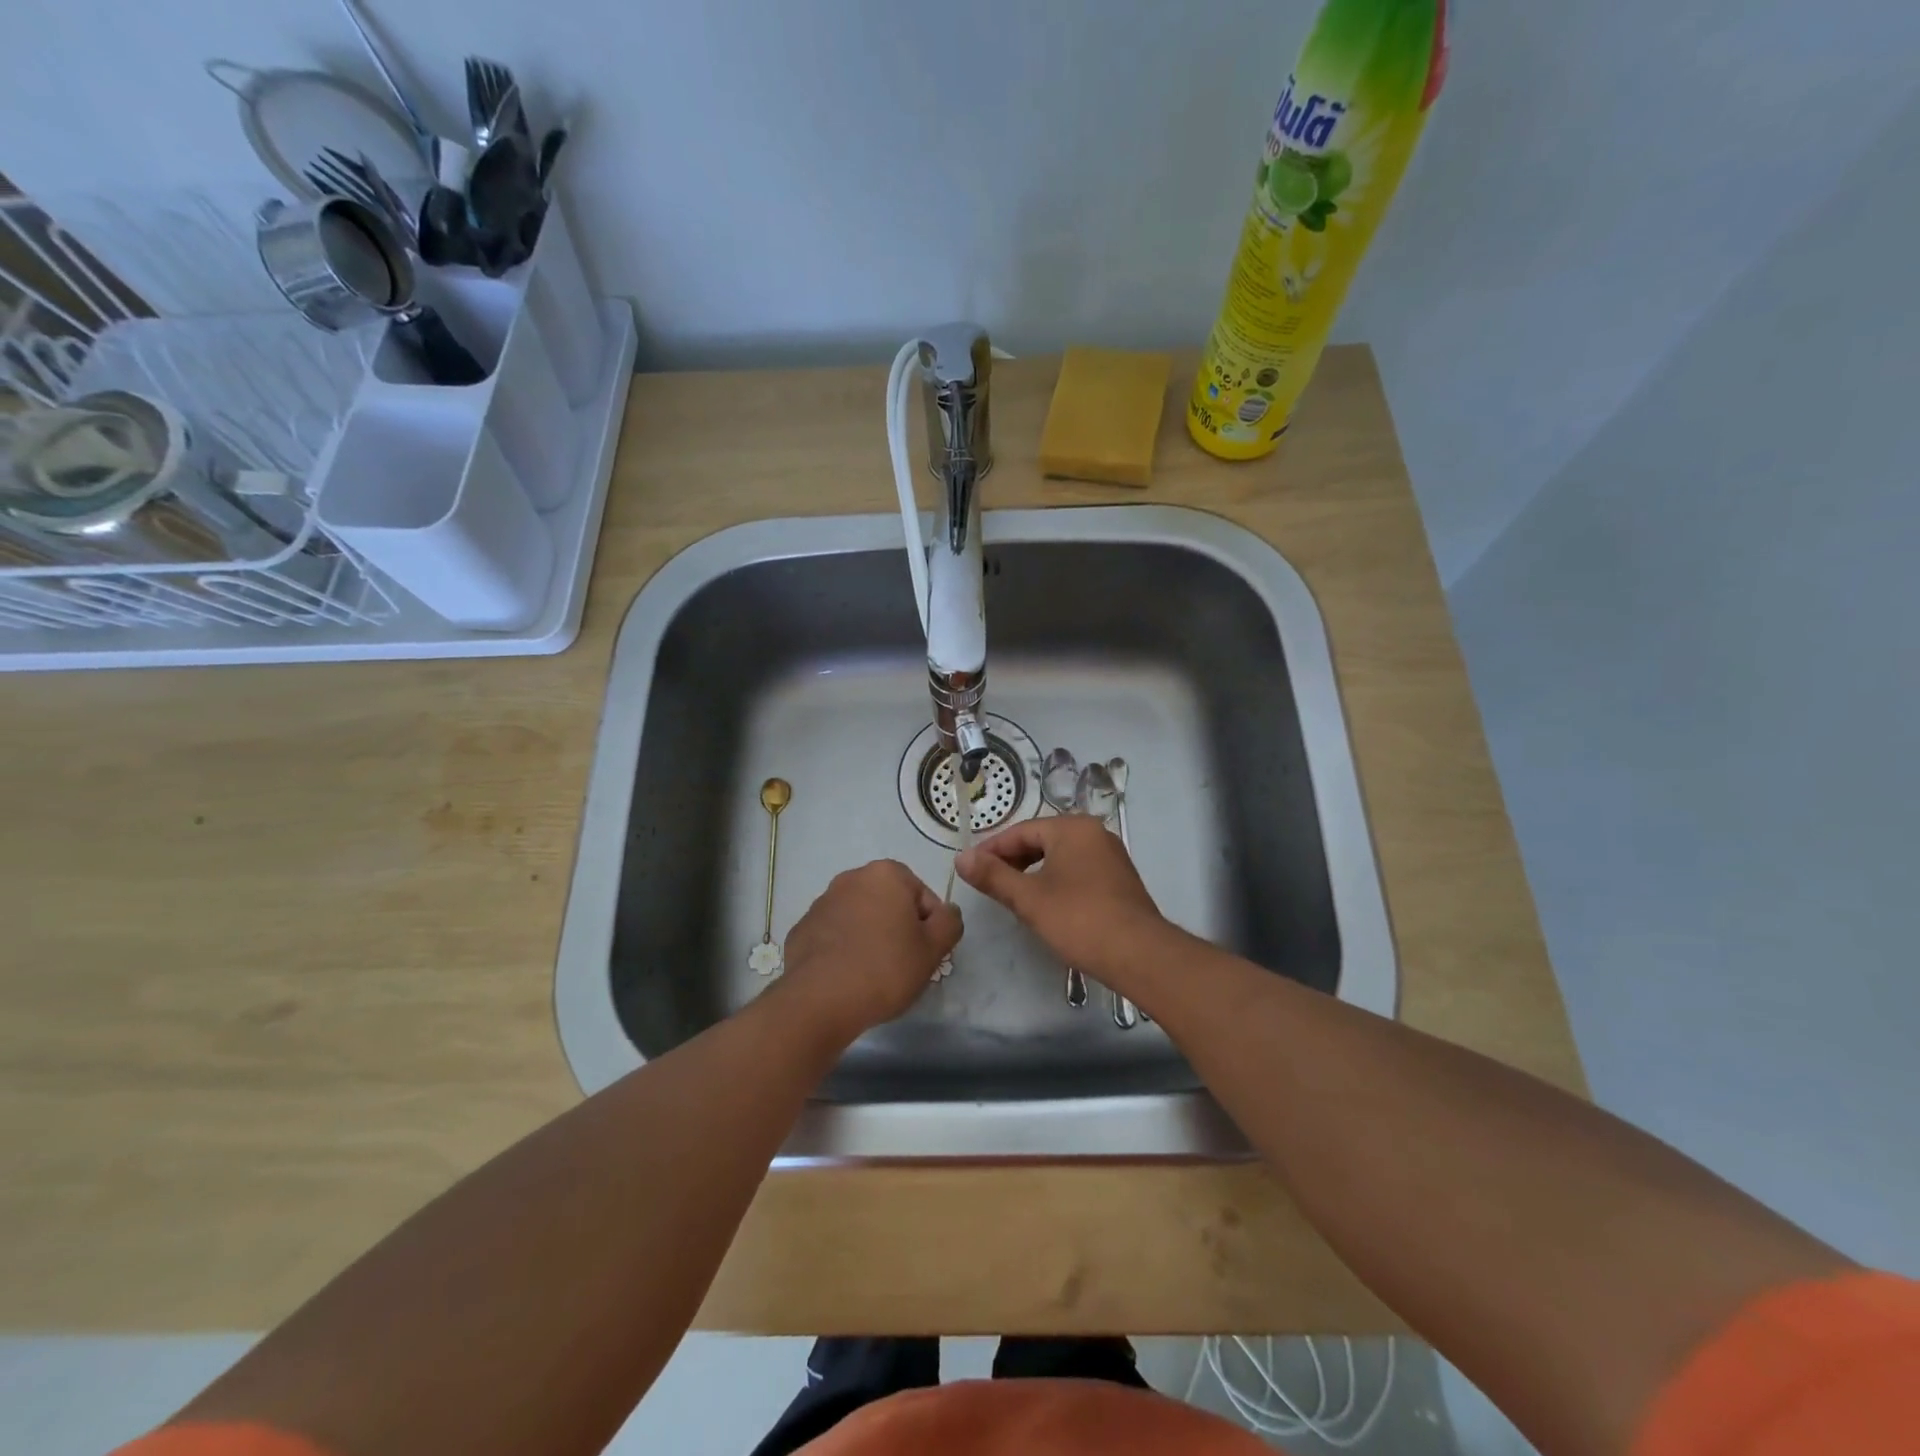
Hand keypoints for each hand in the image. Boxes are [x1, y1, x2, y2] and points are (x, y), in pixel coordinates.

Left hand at [777, 860, 961, 1042]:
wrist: (819, 1000)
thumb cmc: (885, 968)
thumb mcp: (933, 948)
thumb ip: (950, 922)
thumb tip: (947, 912)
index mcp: (886, 874)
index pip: (922, 896)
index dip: (930, 927)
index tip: (925, 954)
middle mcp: (851, 878)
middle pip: (889, 903)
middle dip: (898, 929)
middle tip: (903, 965)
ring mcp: (821, 902)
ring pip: (860, 918)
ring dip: (870, 937)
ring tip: (874, 975)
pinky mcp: (801, 929)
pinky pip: (834, 935)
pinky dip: (843, 949)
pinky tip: (847, 977)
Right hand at [955, 816, 1170, 988]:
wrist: (1139, 954)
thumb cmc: (1079, 919)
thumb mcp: (1028, 898)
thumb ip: (993, 876)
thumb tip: (961, 858)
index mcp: (1073, 828)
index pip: (1021, 831)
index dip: (992, 849)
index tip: (970, 867)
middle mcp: (1094, 833)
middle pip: (1042, 839)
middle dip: (1012, 860)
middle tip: (988, 882)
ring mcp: (1111, 856)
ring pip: (1060, 856)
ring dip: (1033, 871)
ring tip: (1012, 895)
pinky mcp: (1119, 879)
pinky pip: (1078, 870)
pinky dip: (1055, 880)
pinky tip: (1045, 904)